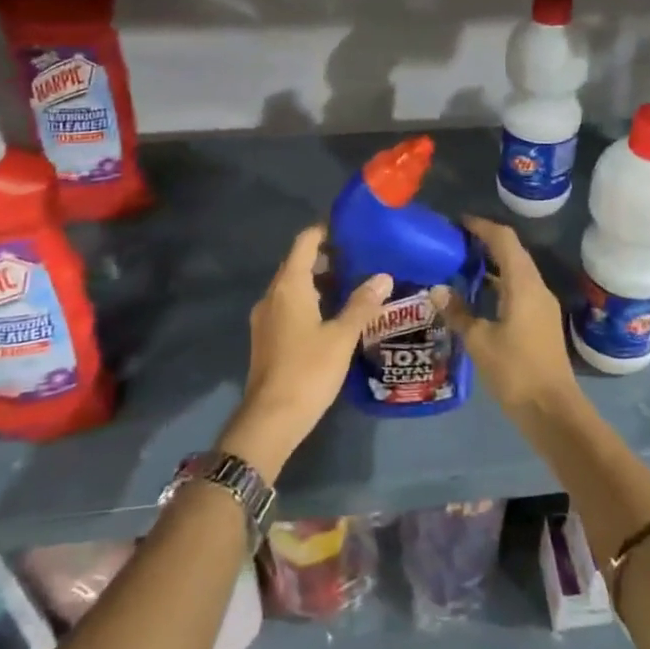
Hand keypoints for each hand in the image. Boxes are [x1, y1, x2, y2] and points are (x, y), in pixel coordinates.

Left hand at [218, 226, 391, 481]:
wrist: (270, 420)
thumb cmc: (308, 371)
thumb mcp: (342, 336)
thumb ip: (362, 304)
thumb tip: (383, 277)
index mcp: (289, 286)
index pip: (305, 242)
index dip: (326, 230)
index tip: (351, 228)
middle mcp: (273, 295)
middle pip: (298, 262)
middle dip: (327, 256)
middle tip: (361, 256)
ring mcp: (266, 318)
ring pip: (294, 286)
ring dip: (320, 280)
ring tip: (354, 283)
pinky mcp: (267, 338)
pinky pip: (290, 305)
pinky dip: (311, 300)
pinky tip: (334, 314)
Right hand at [431, 216, 580, 420]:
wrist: (552, 409)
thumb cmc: (515, 371)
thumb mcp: (479, 341)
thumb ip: (458, 312)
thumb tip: (437, 290)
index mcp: (523, 284)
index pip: (504, 240)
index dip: (482, 226)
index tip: (458, 223)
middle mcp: (536, 287)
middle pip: (513, 252)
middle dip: (485, 242)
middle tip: (455, 243)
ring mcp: (542, 304)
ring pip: (517, 271)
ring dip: (492, 264)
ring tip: (461, 265)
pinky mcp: (541, 321)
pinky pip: (519, 288)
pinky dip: (499, 283)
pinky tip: (478, 296)